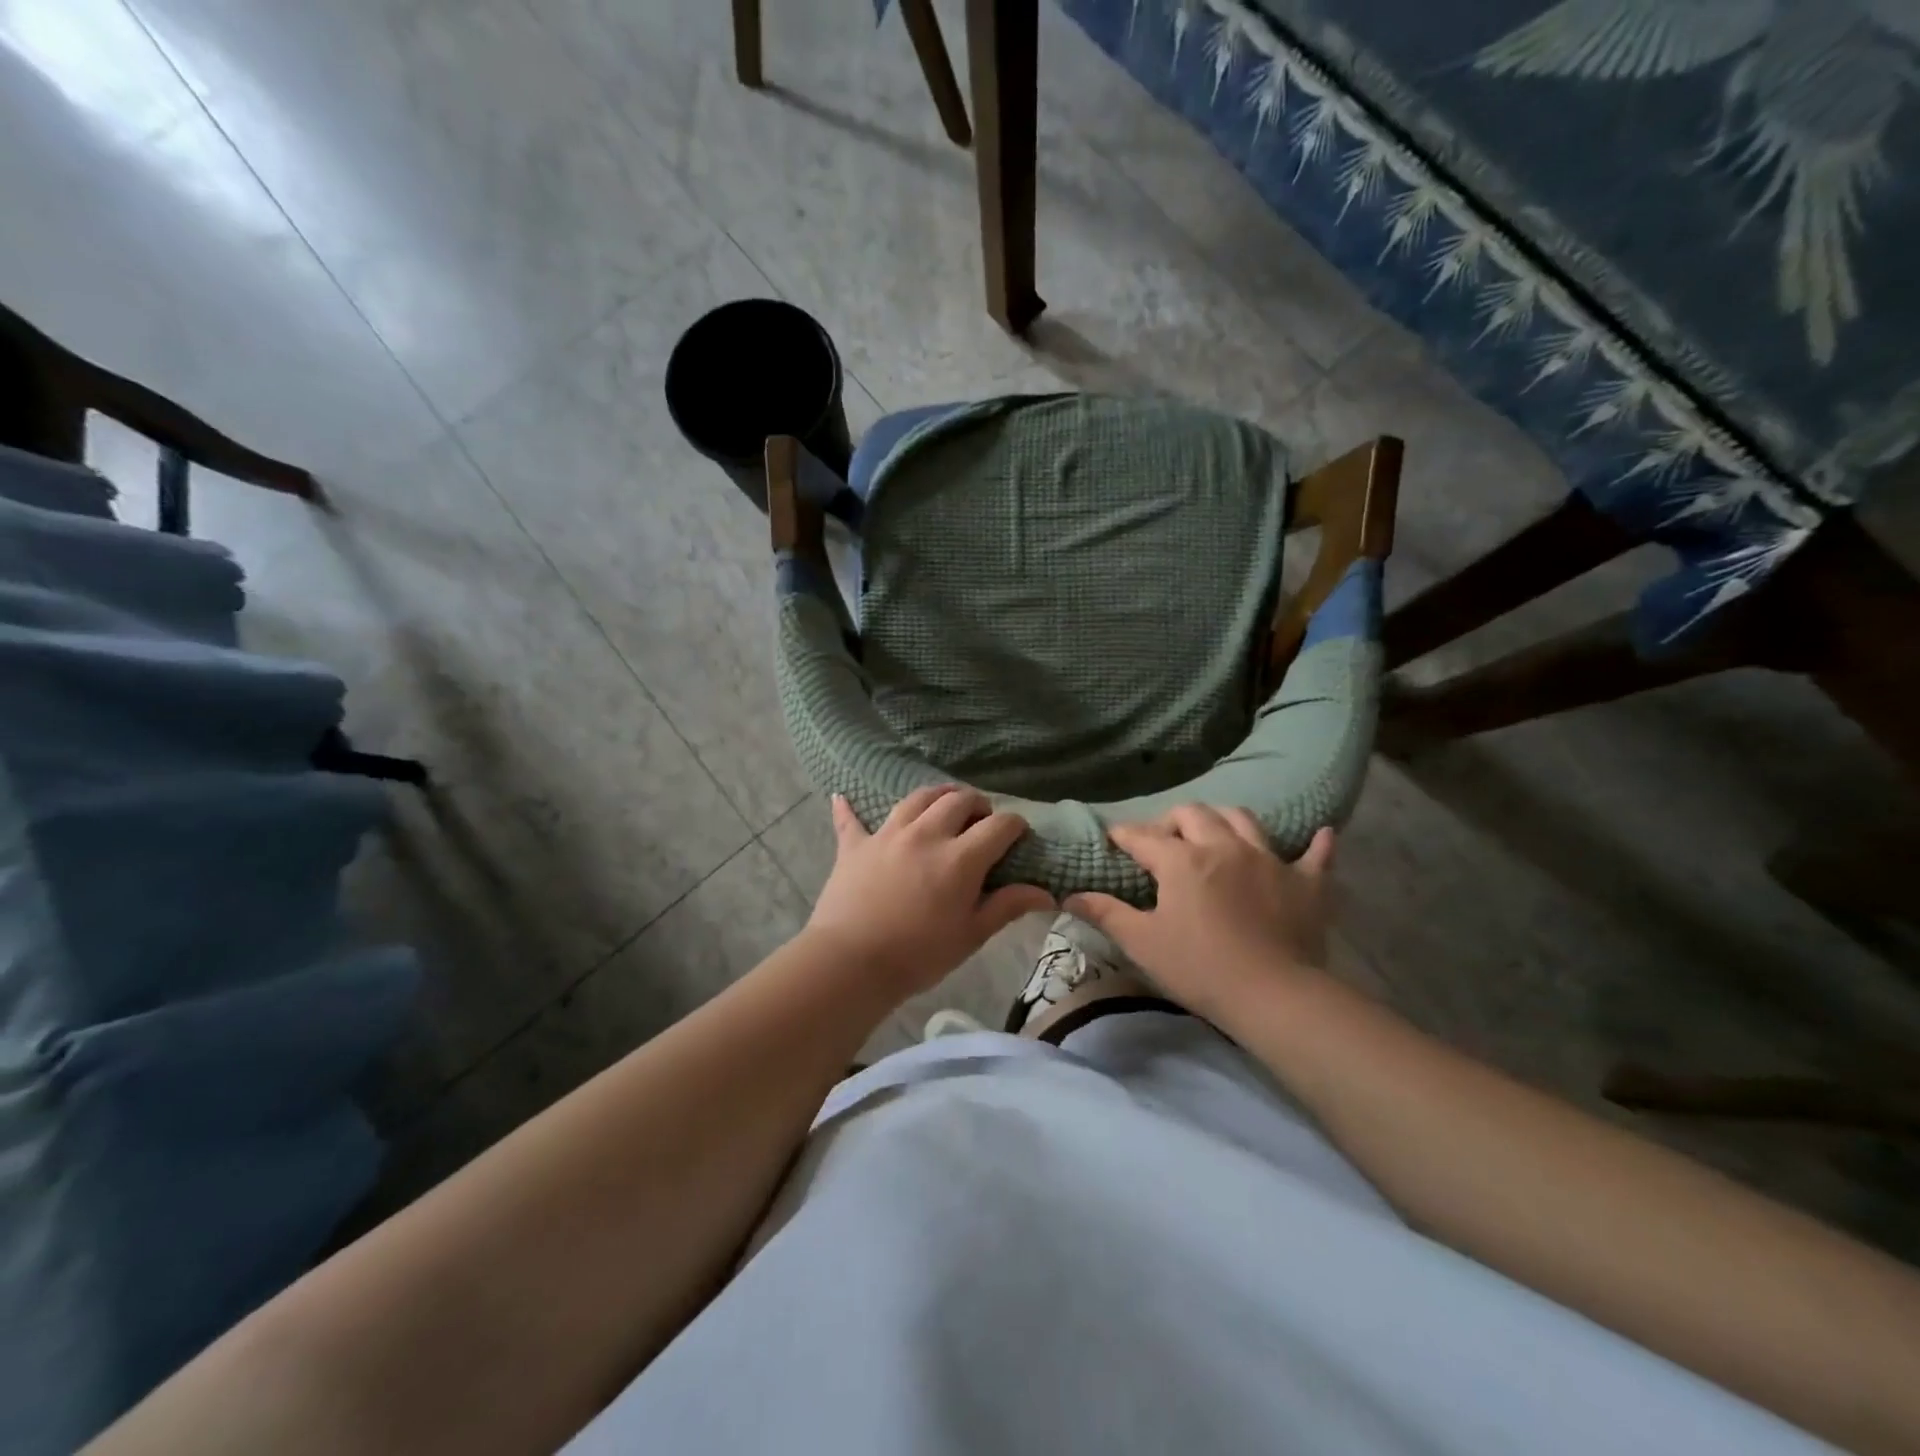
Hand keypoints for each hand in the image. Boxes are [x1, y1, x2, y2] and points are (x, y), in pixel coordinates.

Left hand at [806, 786, 1054, 995]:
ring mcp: (887, 835)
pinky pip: (851, 819)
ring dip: (936, 796)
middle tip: (982, 820)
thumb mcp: (971, 935)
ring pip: (916, 798)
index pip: (999, 825)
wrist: (851, 962)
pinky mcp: (855, 845)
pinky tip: (843, 798)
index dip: (1015, 826)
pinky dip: (849, 808)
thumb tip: (1047, 894)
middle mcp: (926, 834)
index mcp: (960, 857)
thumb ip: (1007, 906)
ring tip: (944, 805)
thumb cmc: (919, 954)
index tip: (1019, 836)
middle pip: (958, 800)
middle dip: (977, 804)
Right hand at [1065, 807, 1334, 1019]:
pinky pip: (1315, 854)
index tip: (1113, 839)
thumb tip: (1068, 896)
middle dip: (1172, 821)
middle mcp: (1224, 846)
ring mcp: (1269, 859)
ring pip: (1243, 819)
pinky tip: (1319, 835)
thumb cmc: (1200, 968)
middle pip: (1194, 814)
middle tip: (1163, 842)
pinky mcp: (1306, 882)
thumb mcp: (1142, 943)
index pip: (1143, 836)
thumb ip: (1105, 914)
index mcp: (1182, 860)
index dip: (1124, 835)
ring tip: (1215, 834)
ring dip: (1223, 819)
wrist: (1274, 996)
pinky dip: (1315, 844)